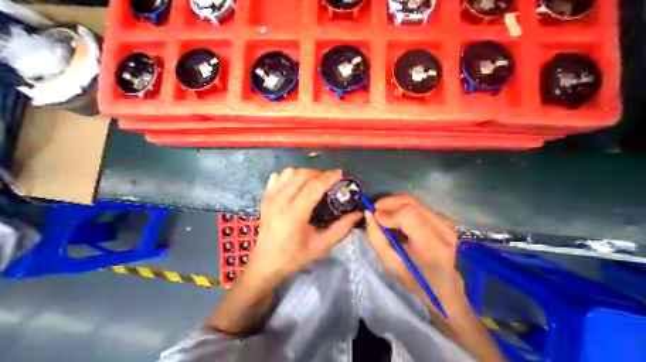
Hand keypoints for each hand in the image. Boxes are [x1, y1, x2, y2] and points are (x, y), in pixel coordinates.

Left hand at [246, 169, 360, 285]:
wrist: (265, 264)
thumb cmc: (293, 258)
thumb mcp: (321, 246)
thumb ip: (341, 229)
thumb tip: (358, 213)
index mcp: (294, 215)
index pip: (313, 187)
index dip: (329, 177)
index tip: (340, 173)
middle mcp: (280, 202)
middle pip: (301, 175)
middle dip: (318, 173)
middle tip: (329, 181)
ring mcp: (270, 198)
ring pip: (289, 172)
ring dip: (305, 172)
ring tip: (314, 181)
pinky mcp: (265, 197)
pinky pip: (277, 176)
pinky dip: (289, 175)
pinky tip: (296, 183)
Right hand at [366, 196, 466, 312]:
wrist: (446, 287)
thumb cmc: (415, 279)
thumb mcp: (390, 264)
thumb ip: (375, 238)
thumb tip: (369, 214)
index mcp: (431, 247)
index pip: (408, 215)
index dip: (388, 213)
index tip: (375, 217)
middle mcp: (443, 230)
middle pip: (410, 202)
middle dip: (388, 203)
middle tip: (376, 211)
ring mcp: (447, 223)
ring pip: (413, 201)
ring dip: (394, 204)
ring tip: (384, 214)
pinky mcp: (445, 219)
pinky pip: (418, 205)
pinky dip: (402, 207)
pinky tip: (397, 217)